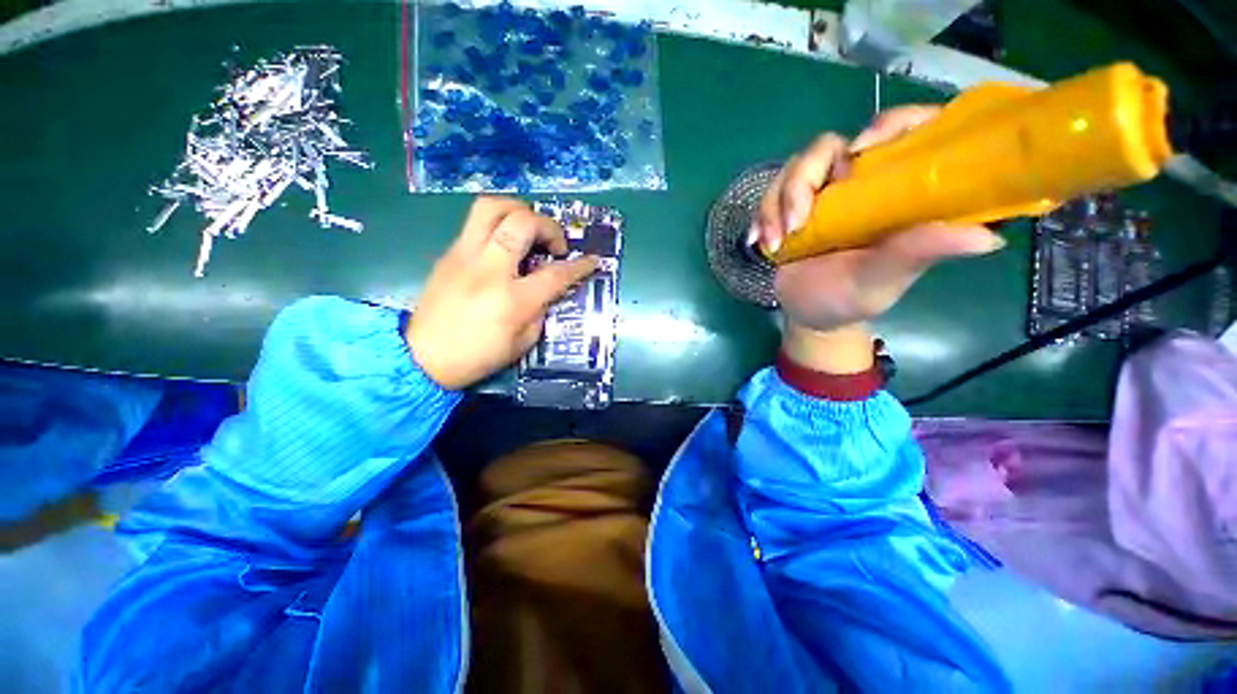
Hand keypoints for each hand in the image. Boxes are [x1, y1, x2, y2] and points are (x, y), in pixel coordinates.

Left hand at [407, 197, 599, 389]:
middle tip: (553, 245)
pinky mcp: (449, 253)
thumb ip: (540, 310)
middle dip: (548, 226)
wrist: (422, 357)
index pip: (555, 274)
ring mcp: (464, 256)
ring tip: (528, 230)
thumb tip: (549, 288)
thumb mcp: (523, 342)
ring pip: (491, 206)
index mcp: (512, 300)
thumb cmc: (478, 356)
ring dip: (519, 211)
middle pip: (522, 222)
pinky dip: (498, 225)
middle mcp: (488, 269)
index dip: (580, 265)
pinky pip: (476, 223)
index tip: (592, 260)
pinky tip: (504, 246)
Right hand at [752, 106, 1005, 372]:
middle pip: (828, 147)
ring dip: (776, 204)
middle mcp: (859, 183)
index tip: (860, 152)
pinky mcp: (790, 207)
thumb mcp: (884, 278)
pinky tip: (760, 243)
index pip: (903, 130)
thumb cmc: (852, 298)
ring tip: (776, 245)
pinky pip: (770, 194)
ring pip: (793, 170)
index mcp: (895, 191)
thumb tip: (987, 237)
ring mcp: (821, 194)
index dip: (887, 126)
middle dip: (803, 181)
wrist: (810, 315)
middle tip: (796, 223)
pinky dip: (762, 217)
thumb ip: (918, 253)